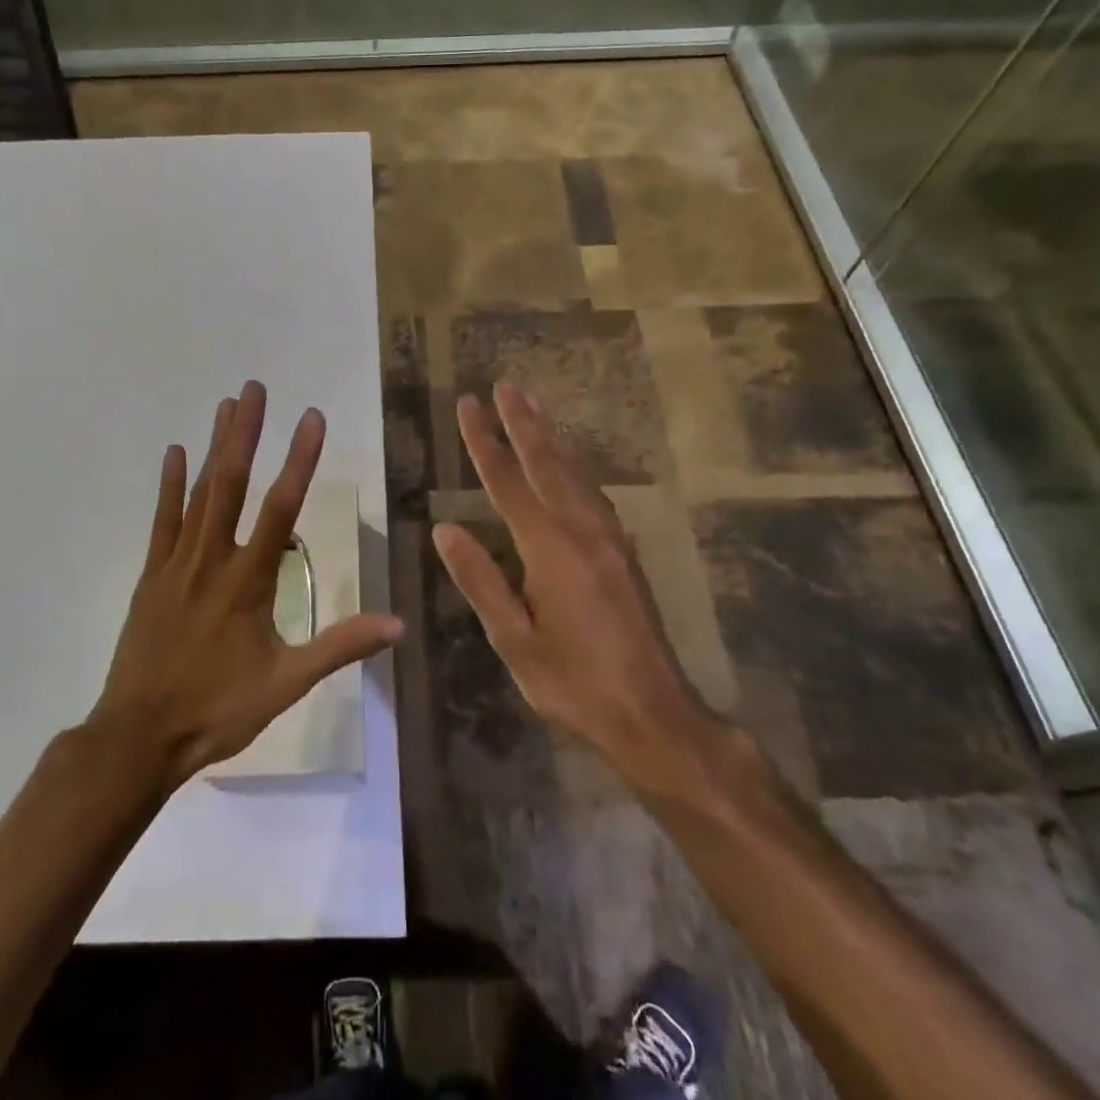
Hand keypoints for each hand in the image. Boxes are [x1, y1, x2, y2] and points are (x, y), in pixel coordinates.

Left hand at [89, 380, 402, 788]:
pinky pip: (162, 521)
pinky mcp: (151, 576)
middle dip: (246, 432)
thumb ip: (340, 647)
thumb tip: (398, 623)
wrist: (140, 737)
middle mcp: (211, 559)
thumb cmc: (218, 709)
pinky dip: (170, 485)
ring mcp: (176, 564)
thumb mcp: (287, 684)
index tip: (311, 418)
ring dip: (215, 447)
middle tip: (256, 387)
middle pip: (232, 484)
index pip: (281, 508)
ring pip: (199, 493)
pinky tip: (175, 452)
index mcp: (248, 581)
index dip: (299, 460)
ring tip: (227, 404)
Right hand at [433, 383, 726, 774]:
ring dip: (550, 437)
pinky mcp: (623, 553)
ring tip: (533, 407)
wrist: (654, 713)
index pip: (507, 481)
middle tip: (505, 385)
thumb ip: (481, 581)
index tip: (468, 405)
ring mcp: (608, 539)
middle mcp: (582, 530)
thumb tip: (446, 530)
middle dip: (523, 422)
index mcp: (549, 548)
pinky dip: (572, 466)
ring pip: (574, 473)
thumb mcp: (514, 640)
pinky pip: (591, 493)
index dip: (485, 441)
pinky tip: (568, 465)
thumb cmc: (574, 682)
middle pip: (547, 463)